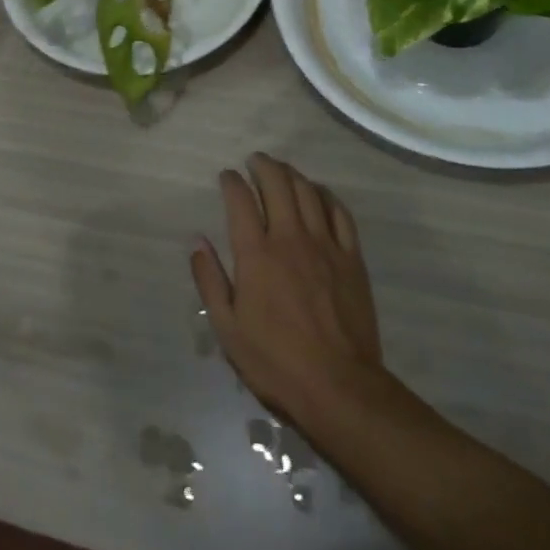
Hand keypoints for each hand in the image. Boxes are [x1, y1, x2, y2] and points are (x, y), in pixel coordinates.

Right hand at [191, 154, 403, 426]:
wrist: (340, 388)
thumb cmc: (275, 361)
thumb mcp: (227, 328)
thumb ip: (209, 280)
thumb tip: (197, 241)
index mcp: (255, 253)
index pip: (240, 199)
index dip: (231, 181)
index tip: (226, 176)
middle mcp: (289, 238)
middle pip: (277, 183)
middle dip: (263, 165)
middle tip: (255, 161)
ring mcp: (324, 245)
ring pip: (308, 192)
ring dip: (292, 174)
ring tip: (282, 171)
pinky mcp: (352, 259)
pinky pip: (340, 213)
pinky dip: (326, 196)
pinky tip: (319, 194)